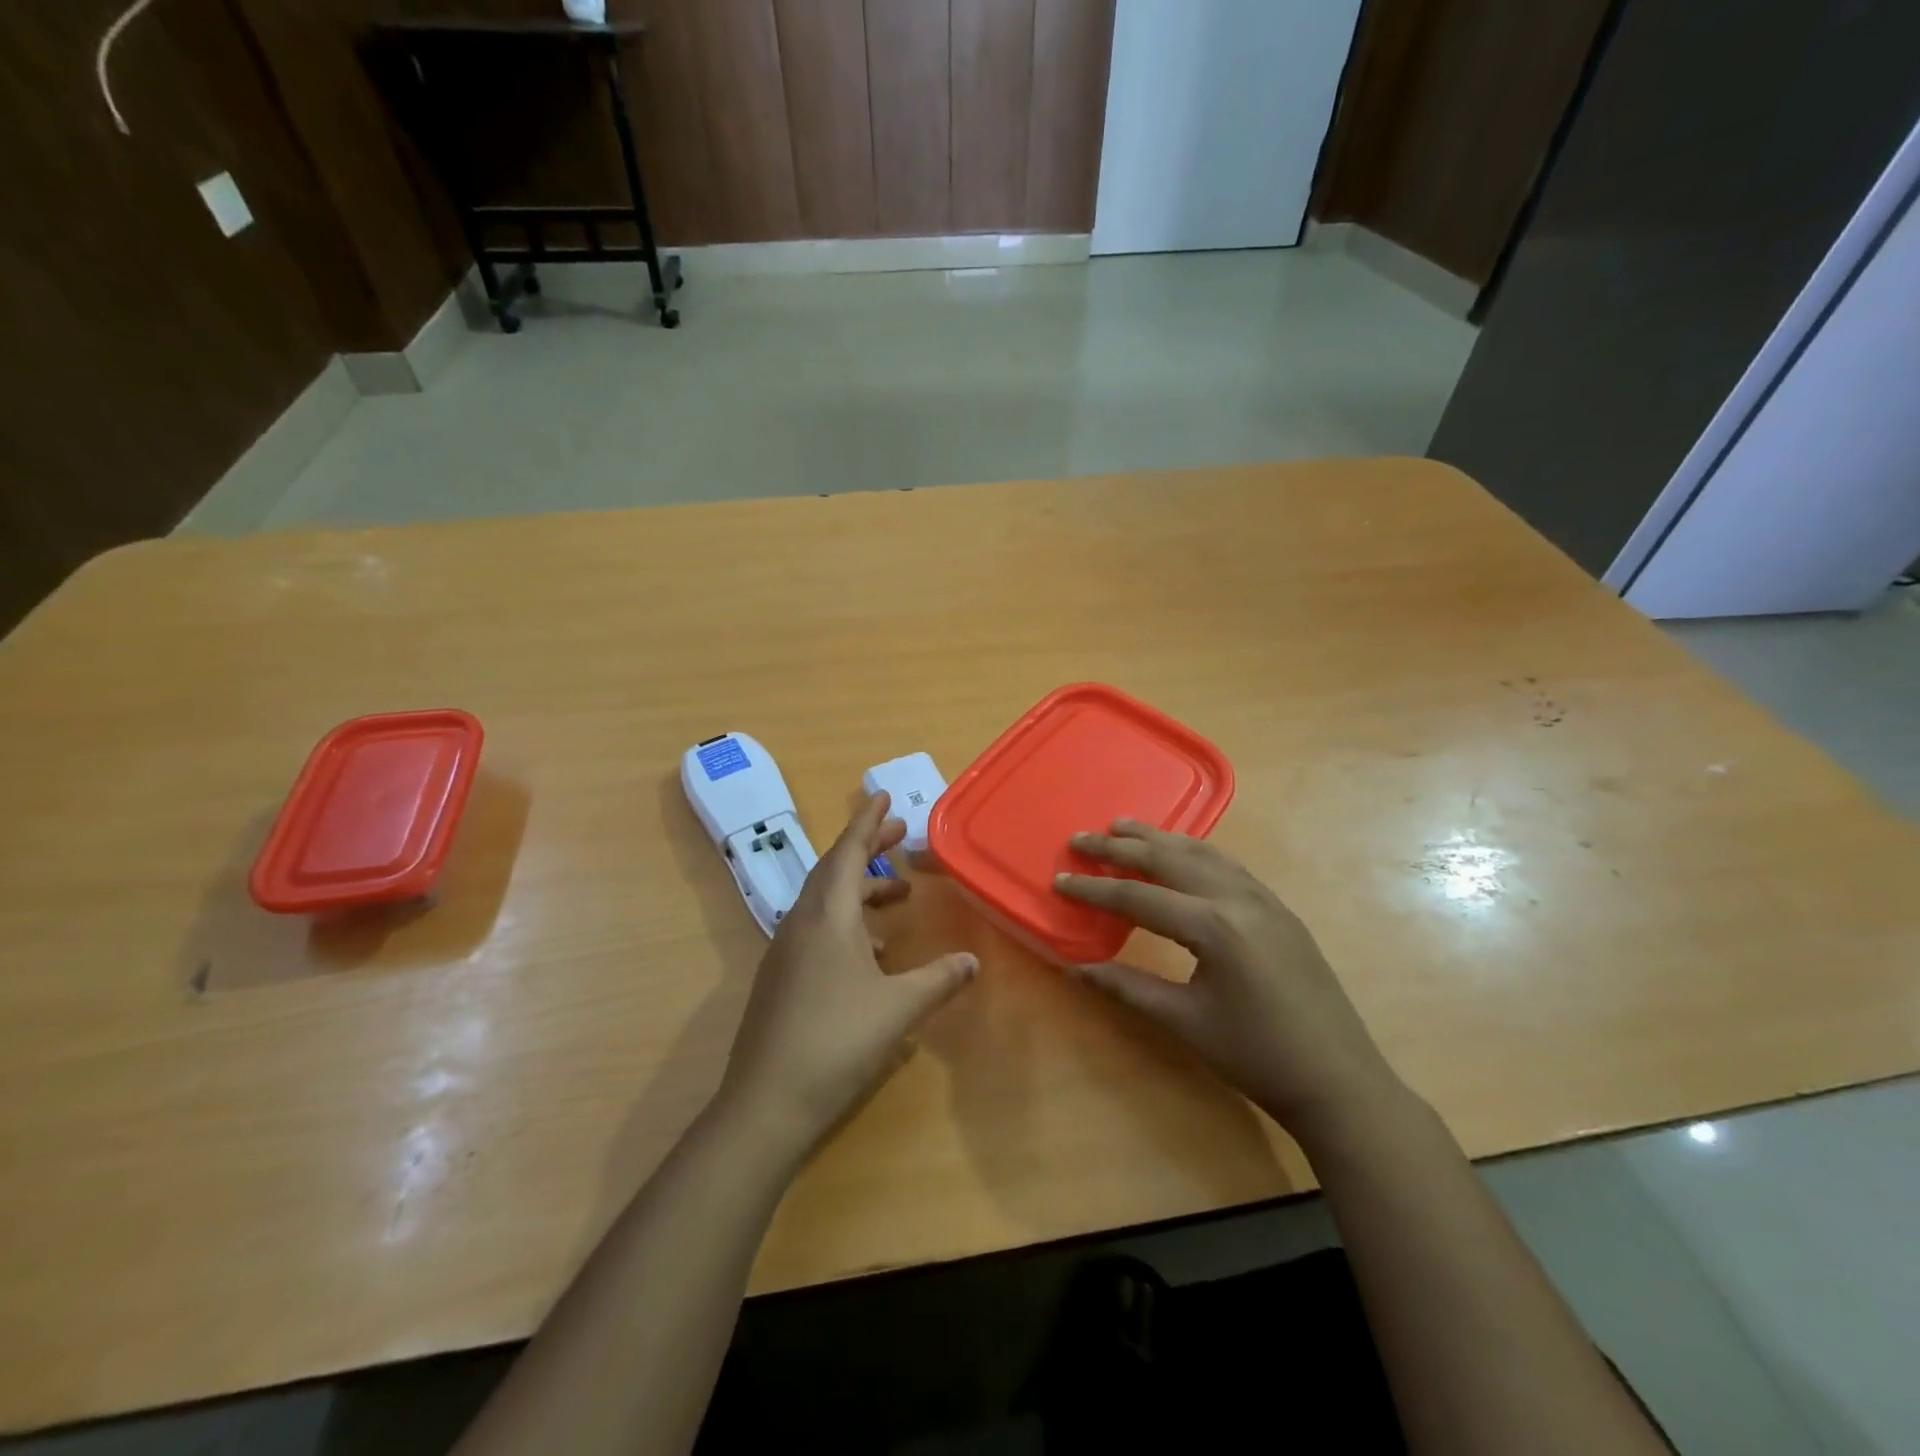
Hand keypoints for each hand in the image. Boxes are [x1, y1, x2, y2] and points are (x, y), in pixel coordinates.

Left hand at [717, 792, 978, 1152]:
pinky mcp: (781, 977)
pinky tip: (871, 951)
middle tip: (899, 835)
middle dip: (867, 847)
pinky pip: (817, 929)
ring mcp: (786, 950)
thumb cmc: (836, 1042)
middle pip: (835, 869)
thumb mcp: (898, 1008)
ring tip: (898, 895)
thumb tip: (972, 961)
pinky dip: (847, 922)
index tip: (883, 795)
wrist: (766, 1102)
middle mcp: (802, 921)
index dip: (868, 821)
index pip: (849, 851)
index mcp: (827, 915)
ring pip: (825, 901)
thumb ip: (938, 980)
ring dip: (861, 889)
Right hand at [1055, 821, 1398, 1139]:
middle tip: (1082, 837)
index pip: (1138, 896)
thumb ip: (1127, 987)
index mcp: (1214, 926)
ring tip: (1124, 826)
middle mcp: (1238, 899)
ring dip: (1160, 839)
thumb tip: (1074, 968)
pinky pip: (1229, 866)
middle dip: (1121, 847)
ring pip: (1202, 854)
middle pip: (1169, 860)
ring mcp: (1265, 900)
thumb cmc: (1256, 1056)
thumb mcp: (1185, 1022)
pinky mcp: (1280, 910)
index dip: (1094, 889)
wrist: (1339, 1082)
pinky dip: (1195, 851)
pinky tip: (1183, 853)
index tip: (1059, 879)